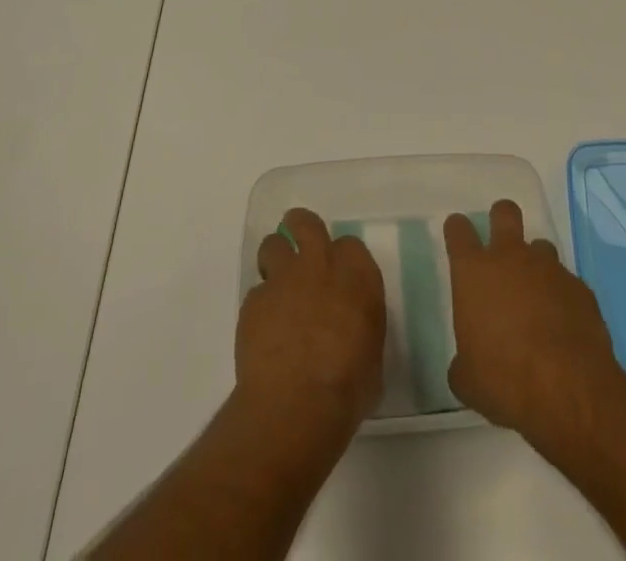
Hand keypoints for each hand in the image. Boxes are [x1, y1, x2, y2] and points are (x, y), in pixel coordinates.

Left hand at [238, 207, 385, 437]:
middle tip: (300, 249)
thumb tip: (352, 334)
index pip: (351, 246)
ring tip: (277, 286)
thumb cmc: (348, 387)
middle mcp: (320, 265)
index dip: (343, 259)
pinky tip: (263, 332)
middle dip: (300, 229)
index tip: (339, 275)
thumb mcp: (371, 357)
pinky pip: (256, 293)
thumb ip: (360, 329)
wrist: (297, 402)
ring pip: (272, 245)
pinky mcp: (254, 301)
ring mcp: (283, 279)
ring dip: (274, 260)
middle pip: (306, 223)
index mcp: (357, 275)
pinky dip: (260, 307)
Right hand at [445, 199, 623, 445]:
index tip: (458, 236)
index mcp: (474, 272)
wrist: (568, 389)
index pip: (459, 230)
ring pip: (540, 246)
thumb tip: (467, 363)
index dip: (457, 230)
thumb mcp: (467, 379)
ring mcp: (549, 268)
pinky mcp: (579, 288)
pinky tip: (562, 325)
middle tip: (500, 244)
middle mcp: (510, 257)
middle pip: (504, 212)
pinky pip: (566, 282)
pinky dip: (561, 296)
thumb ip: (463, 360)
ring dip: (535, 264)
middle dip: (501, 219)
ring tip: (536, 296)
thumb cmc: (504, 379)